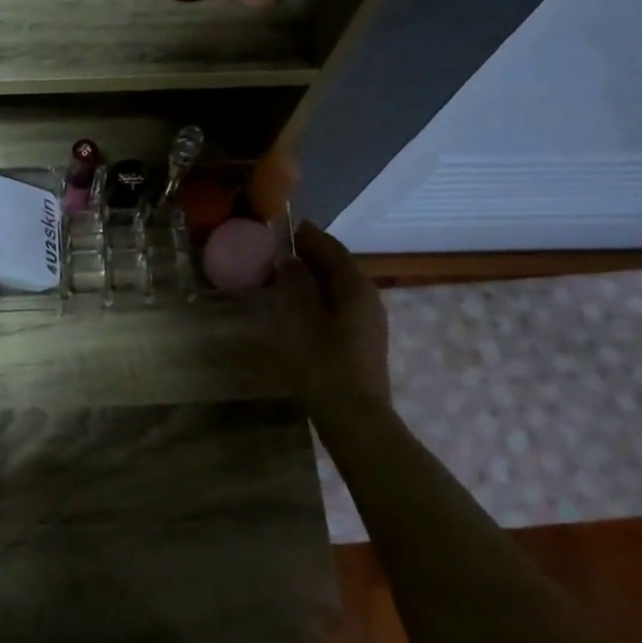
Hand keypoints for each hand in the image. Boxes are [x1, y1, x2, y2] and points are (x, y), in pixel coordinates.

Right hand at [277, 221, 391, 407]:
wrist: (353, 416)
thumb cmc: (322, 362)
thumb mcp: (299, 317)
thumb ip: (294, 283)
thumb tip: (289, 259)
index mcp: (355, 285)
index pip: (330, 247)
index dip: (305, 235)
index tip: (281, 226)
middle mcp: (367, 297)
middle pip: (336, 266)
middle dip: (307, 256)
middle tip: (273, 252)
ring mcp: (368, 321)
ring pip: (336, 288)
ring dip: (311, 279)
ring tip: (280, 278)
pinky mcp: (361, 341)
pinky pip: (336, 307)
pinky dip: (316, 298)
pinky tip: (296, 309)